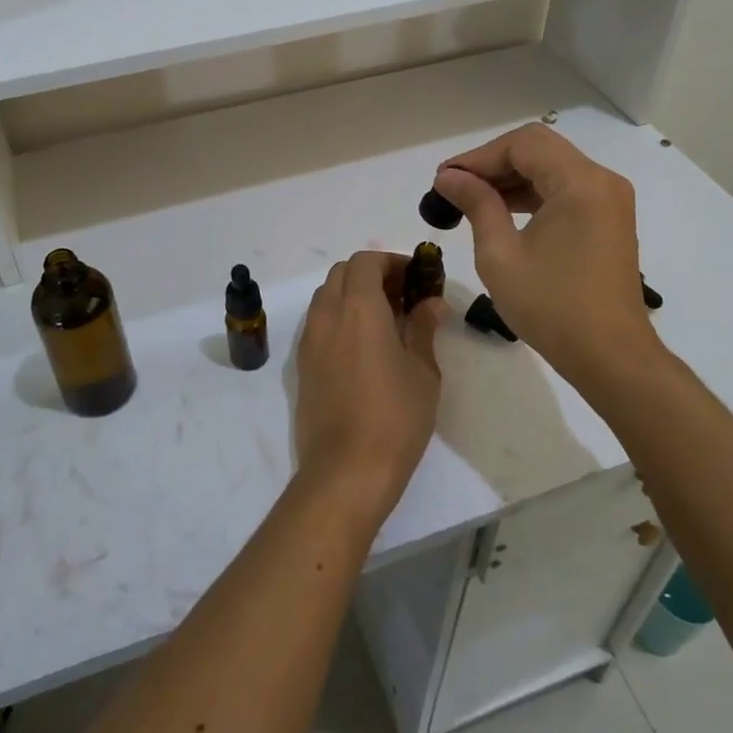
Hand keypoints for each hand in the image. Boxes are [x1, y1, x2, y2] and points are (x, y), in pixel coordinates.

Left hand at [294, 251, 445, 527]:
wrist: (346, 470)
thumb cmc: (395, 418)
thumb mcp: (422, 372)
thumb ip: (422, 329)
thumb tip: (430, 303)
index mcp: (359, 308)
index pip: (366, 261)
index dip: (391, 262)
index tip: (415, 278)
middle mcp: (327, 315)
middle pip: (342, 273)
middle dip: (371, 275)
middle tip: (402, 297)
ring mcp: (309, 340)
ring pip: (326, 296)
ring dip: (352, 295)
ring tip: (384, 322)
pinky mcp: (302, 364)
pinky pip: (318, 323)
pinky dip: (338, 318)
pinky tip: (362, 347)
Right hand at [432, 124, 665, 387]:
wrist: (610, 356)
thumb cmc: (551, 306)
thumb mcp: (500, 254)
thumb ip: (476, 204)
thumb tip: (449, 177)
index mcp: (580, 183)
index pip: (522, 144)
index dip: (478, 156)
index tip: (444, 179)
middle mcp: (601, 181)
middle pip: (539, 149)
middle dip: (492, 163)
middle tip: (454, 187)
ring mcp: (609, 200)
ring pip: (551, 167)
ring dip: (510, 178)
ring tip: (470, 200)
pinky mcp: (608, 220)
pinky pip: (565, 189)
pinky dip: (532, 194)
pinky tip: (502, 212)